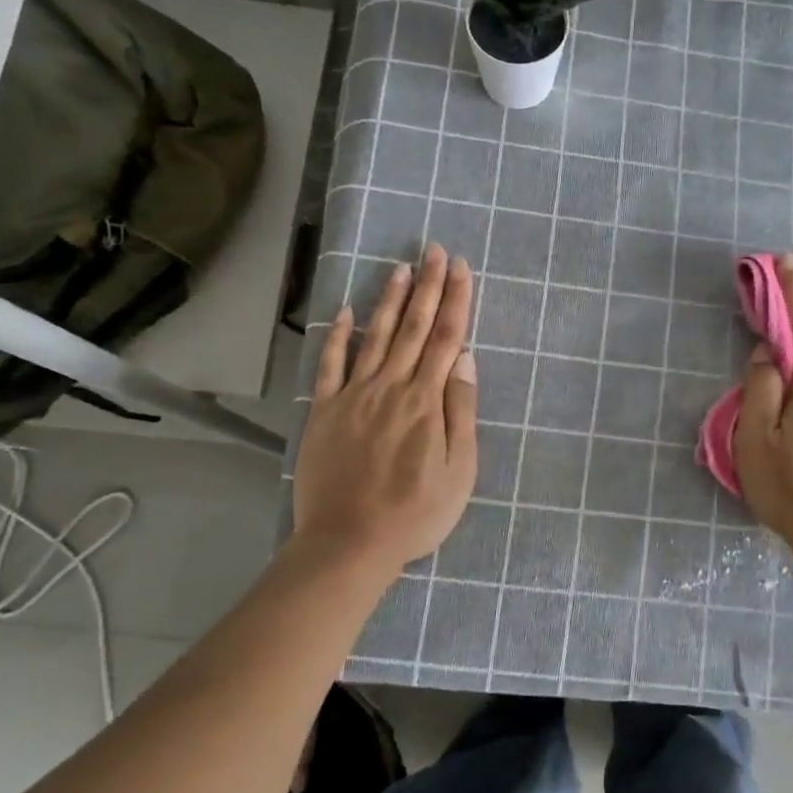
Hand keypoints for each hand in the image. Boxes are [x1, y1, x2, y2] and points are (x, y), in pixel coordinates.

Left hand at [292, 244, 477, 571]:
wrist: (349, 543)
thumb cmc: (415, 513)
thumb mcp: (459, 471)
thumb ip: (461, 412)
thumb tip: (466, 361)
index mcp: (426, 401)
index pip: (447, 339)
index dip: (456, 301)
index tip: (462, 268)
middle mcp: (391, 387)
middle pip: (414, 328)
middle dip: (428, 286)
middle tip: (435, 250)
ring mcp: (354, 396)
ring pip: (376, 337)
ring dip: (390, 300)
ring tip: (401, 268)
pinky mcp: (326, 412)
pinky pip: (332, 366)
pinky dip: (340, 337)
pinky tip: (348, 312)